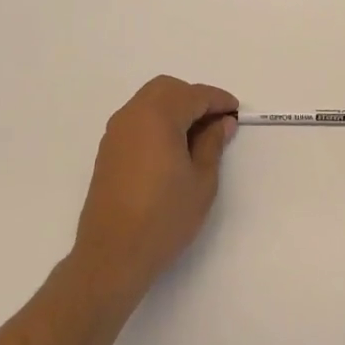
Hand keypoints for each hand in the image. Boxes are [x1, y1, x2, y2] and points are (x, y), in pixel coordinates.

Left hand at [71, 76, 239, 303]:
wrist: (112, 255)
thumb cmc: (164, 217)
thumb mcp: (202, 180)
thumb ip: (212, 143)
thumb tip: (221, 122)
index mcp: (158, 116)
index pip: (194, 95)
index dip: (218, 101)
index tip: (235, 113)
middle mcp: (132, 115)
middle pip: (167, 89)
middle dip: (194, 98)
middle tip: (216, 121)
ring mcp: (116, 132)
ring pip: (149, 102)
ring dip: (174, 108)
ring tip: (196, 136)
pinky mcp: (108, 151)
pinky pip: (137, 120)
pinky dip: (158, 121)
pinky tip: (172, 148)